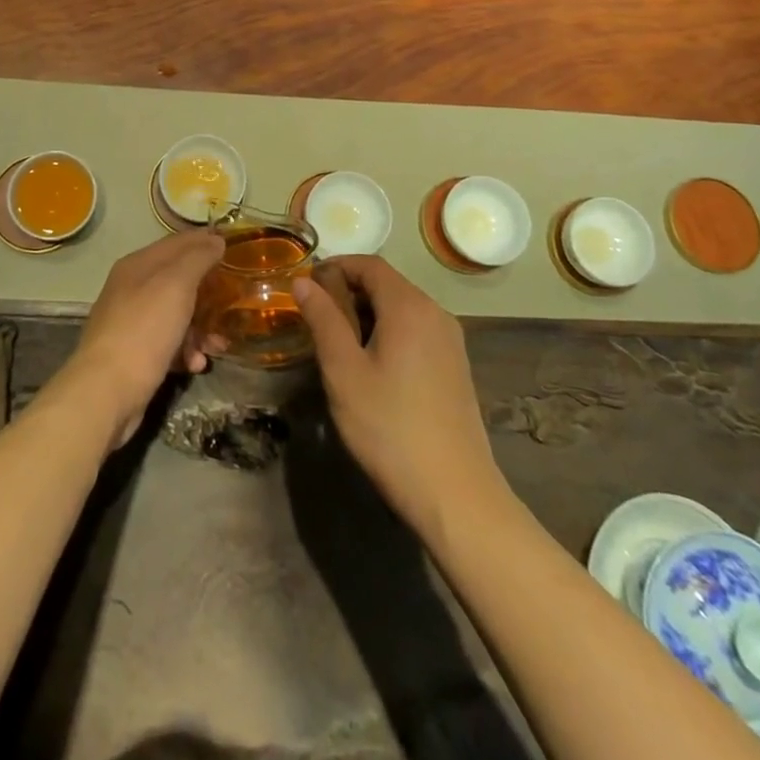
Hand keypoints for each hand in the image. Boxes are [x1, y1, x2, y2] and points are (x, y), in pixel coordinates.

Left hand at [61, 230, 223, 449]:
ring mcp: (132, 322)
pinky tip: (196, 364)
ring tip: (218, 345)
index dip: (206, 241)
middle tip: (234, 302)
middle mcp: (132, 288)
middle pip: (179, 280)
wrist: (107, 391)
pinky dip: (185, 351)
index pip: (178, 242)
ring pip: (177, 315)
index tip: (235, 249)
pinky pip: (168, 343)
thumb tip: (215, 239)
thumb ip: (197, 258)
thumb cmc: (144, 329)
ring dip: (201, 328)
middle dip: (208, 292)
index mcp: (138, 265)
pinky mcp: (135, 353)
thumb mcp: (176, 285)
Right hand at [293, 256, 503, 540]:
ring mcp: (451, 341)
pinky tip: (371, 366)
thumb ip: (323, 319)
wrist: (456, 495)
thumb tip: (303, 281)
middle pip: (387, 284)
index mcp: (410, 306)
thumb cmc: (390, 428)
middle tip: (315, 318)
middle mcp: (436, 313)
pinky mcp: (455, 366)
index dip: (335, 266)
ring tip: (337, 344)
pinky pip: (416, 331)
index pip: (370, 264)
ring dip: (367, 313)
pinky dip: (388, 332)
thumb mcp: (344, 372)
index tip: (306, 285)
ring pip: (402, 308)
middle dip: (348, 291)